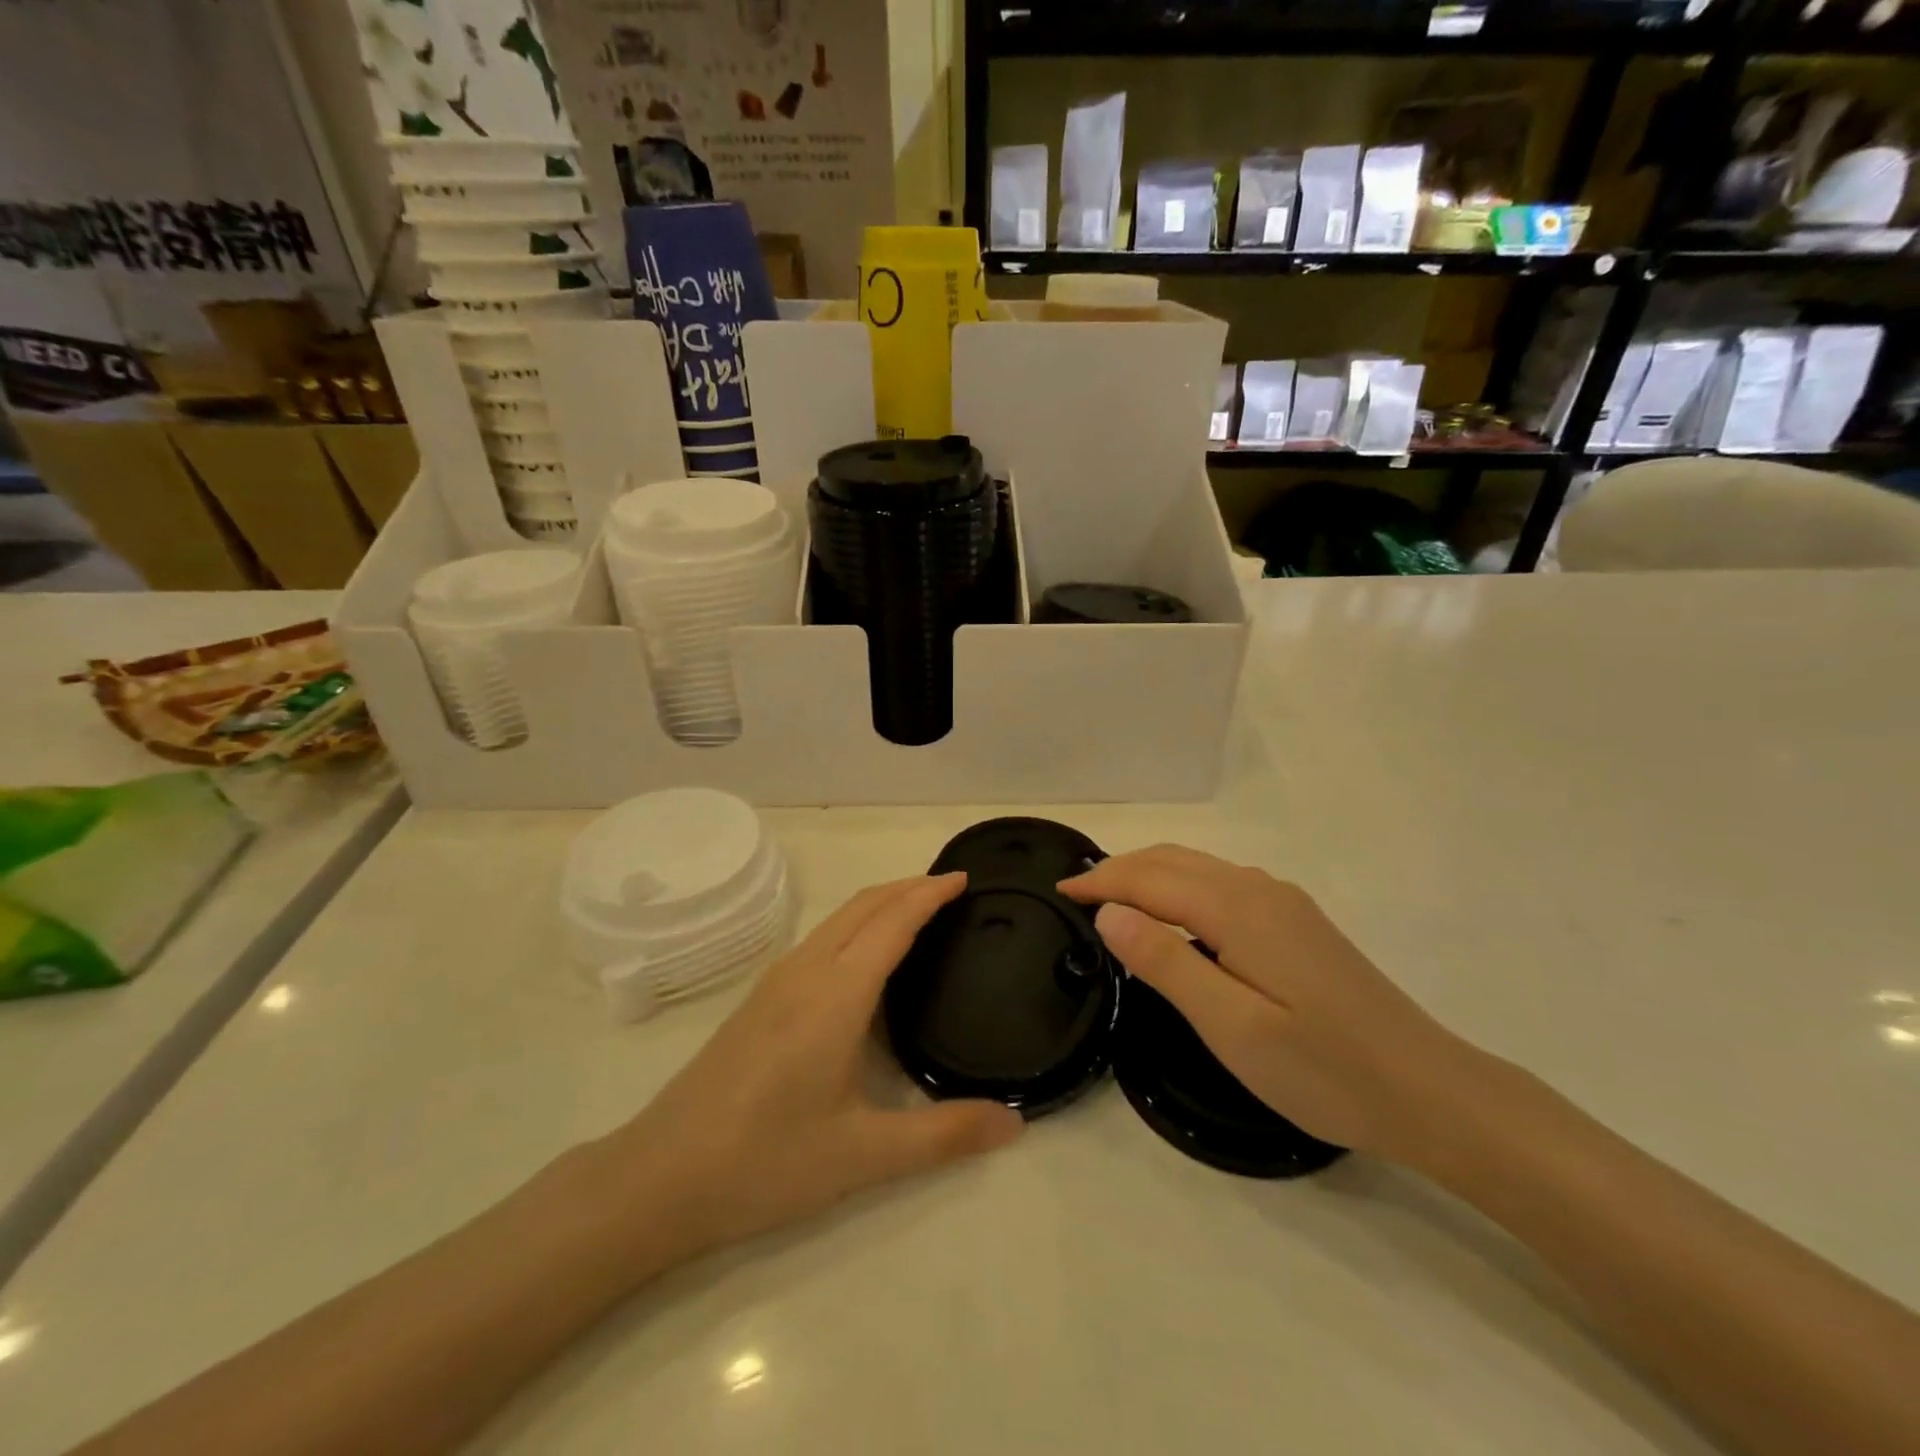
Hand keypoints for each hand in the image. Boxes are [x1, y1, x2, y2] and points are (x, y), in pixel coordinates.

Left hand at [599, 874, 1023, 1263]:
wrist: (660, 1177)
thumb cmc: (767, 1161)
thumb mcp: (864, 1155)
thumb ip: (944, 1136)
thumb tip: (1015, 1123)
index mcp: (837, 994)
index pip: (893, 922)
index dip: (930, 894)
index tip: (964, 878)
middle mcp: (805, 972)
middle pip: (862, 906)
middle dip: (907, 887)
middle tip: (950, 889)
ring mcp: (774, 982)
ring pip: (836, 920)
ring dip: (878, 903)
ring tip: (915, 914)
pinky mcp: (757, 1000)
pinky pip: (818, 940)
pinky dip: (854, 926)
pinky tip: (861, 961)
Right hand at [1061, 846, 1484, 1165]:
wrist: (1430, 1092)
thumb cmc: (1323, 1069)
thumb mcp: (1231, 1025)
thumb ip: (1166, 962)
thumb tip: (1110, 912)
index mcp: (1237, 909)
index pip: (1150, 878)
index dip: (1101, 882)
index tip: (1059, 892)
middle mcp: (1259, 890)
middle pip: (1173, 860)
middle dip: (1121, 870)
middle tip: (1077, 895)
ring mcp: (1283, 903)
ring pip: (1199, 868)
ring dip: (1150, 874)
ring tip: (1114, 901)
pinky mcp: (1298, 922)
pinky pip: (1222, 884)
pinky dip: (1181, 887)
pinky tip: (1175, 918)